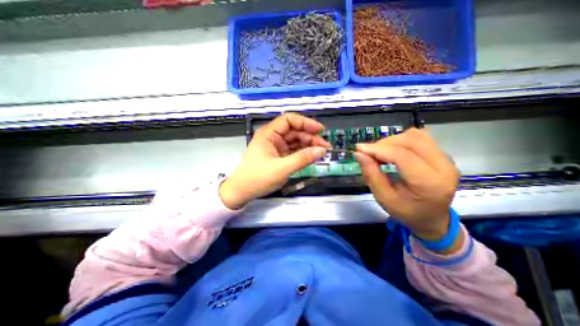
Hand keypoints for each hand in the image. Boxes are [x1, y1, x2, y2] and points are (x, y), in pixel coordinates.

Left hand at [220, 114, 330, 210]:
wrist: (242, 192)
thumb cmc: (257, 178)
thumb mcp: (282, 168)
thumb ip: (302, 159)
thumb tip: (321, 151)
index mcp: (269, 134)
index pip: (289, 120)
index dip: (306, 122)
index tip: (320, 130)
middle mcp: (273, 137)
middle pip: (295, 131)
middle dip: (310, 137)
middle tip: (325, 147)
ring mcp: (276, 147)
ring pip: (296, 141)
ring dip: (309, 145)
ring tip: (321, 152)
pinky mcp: (279, 156)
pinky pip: (294, 151)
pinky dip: (303, 153)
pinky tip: (312, 156)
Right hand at [357, 128, 459, 245]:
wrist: (432, 219)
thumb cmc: (406, 212)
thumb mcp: (384, 198)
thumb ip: (371, 175)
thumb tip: (359, 154)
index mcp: (429, 183)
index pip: (402, 156)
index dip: (377, 149)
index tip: (359, 149)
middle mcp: (444, 167)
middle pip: (409, 141)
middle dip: (383, 144)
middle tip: (368, 153)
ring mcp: (446, 159)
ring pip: (415, 136)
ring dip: (392, 141)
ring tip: (380, 153)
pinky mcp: (443, 155)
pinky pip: (421, 138)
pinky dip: (402, 140)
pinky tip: (393, 150)